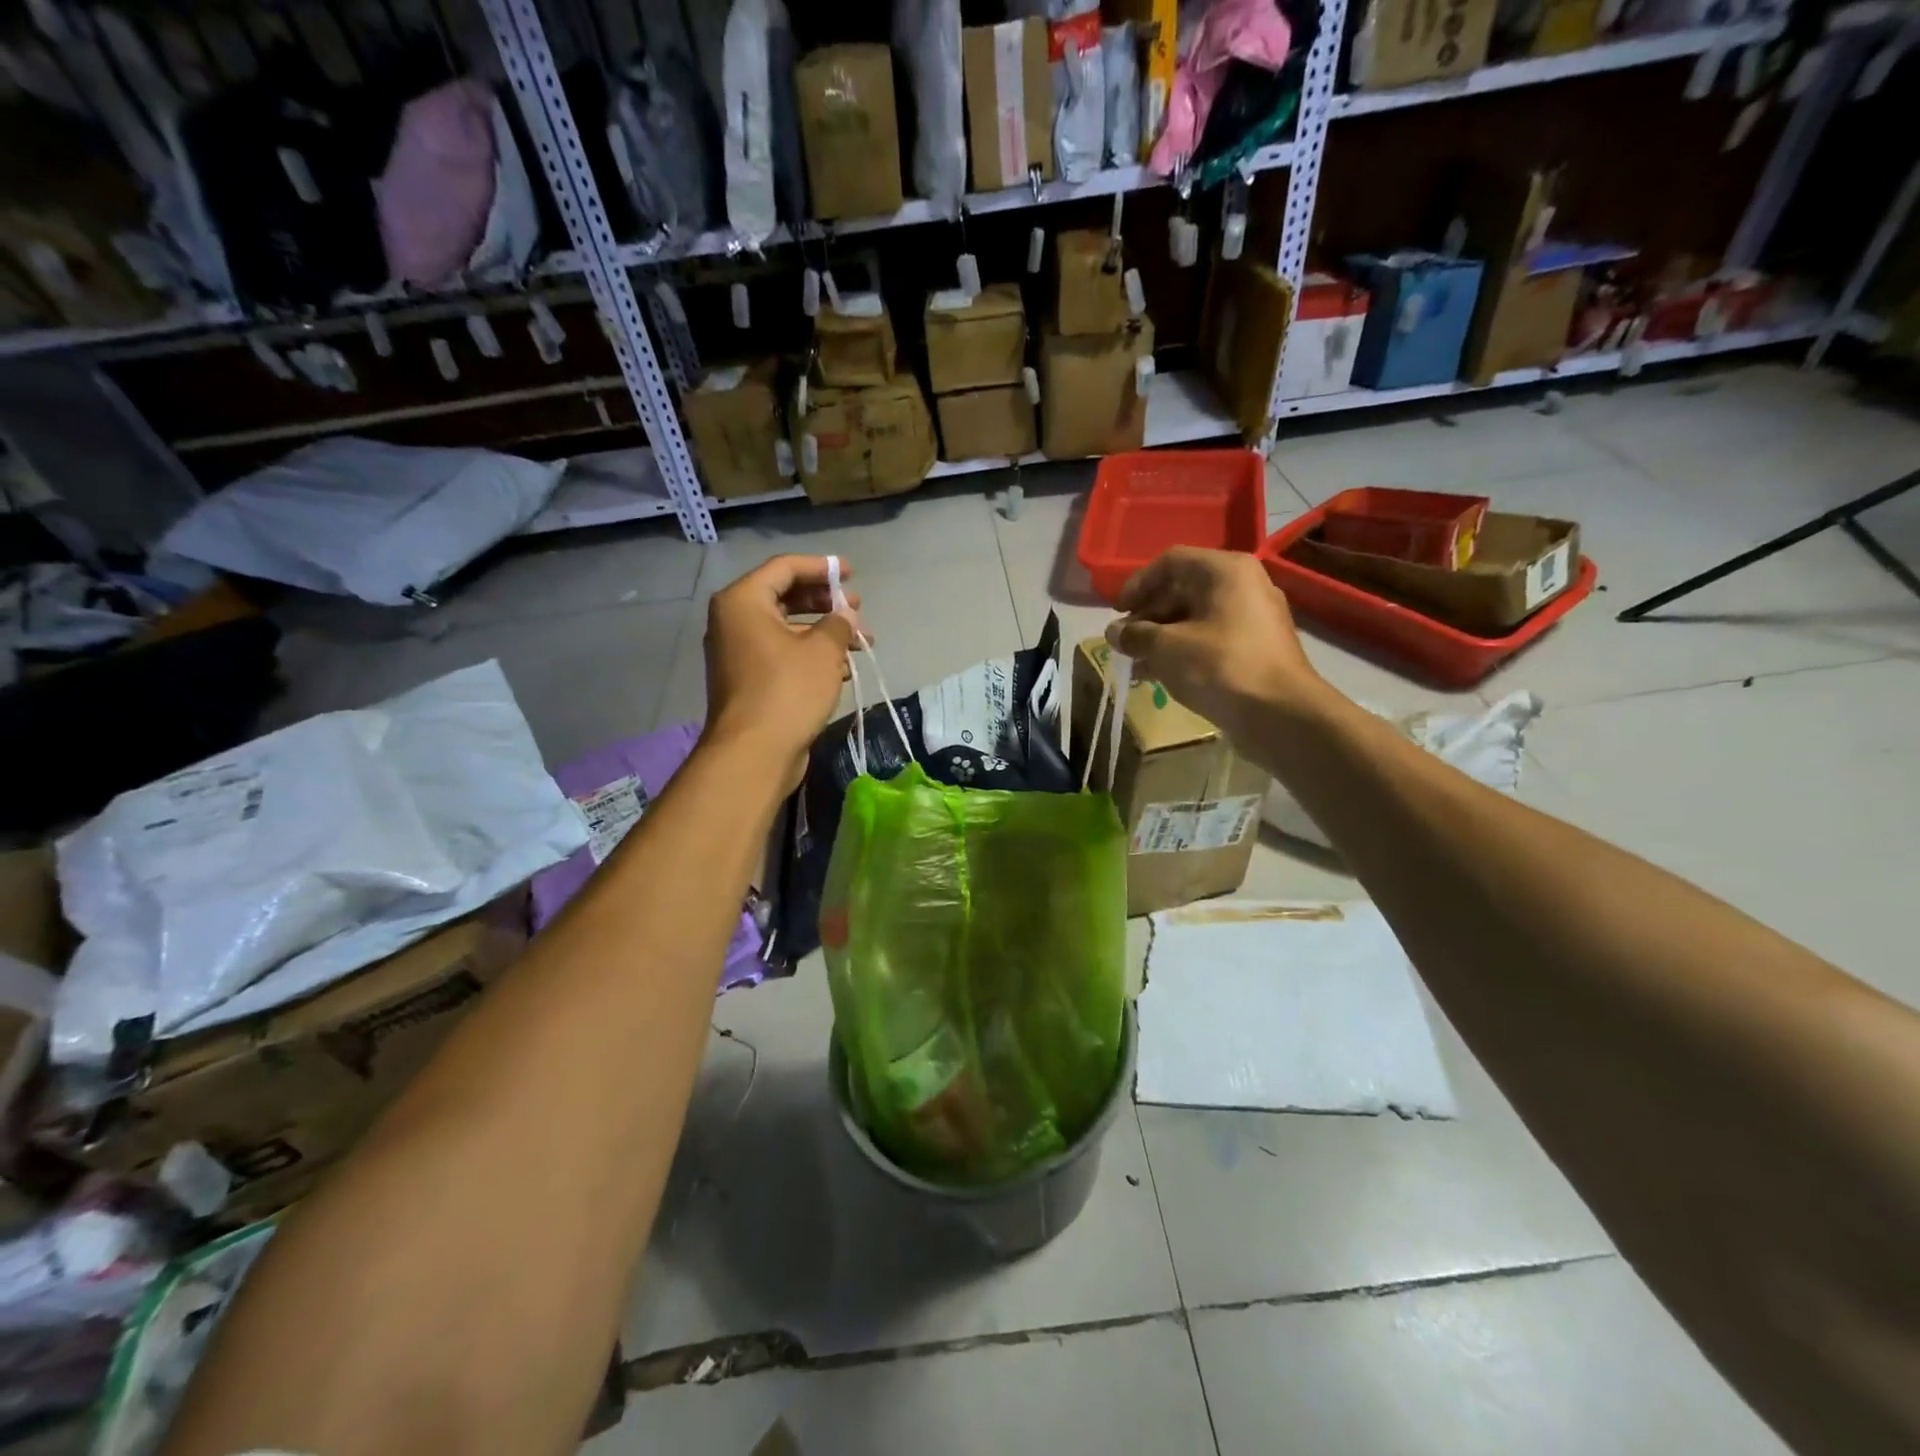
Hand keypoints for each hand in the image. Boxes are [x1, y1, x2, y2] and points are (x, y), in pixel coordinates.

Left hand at [703, 555, 858, 786]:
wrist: (754, 753)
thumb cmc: (788, 690)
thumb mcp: (823, 650)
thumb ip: (839, 623)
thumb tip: (846, 615)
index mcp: (743, 601)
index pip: (784, 568)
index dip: (821, 567)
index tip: (851, 573)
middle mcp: (733, 621)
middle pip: (784, 596)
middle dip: (825, 602)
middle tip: (857, 609)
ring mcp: (738, 653)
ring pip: (786, 629)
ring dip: (823, 631)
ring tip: (859, 641)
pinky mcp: (748, 680)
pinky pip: (781, 654)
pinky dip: (810, 655)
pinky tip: (842, 668)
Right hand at [1107, 547, 1325, 742]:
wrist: (1281, 714)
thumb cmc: (1220, 667)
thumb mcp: (1166, 648)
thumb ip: (1135, 635)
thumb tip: (1114, 632)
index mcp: (1225, 571)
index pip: (1170, 562)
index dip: (1137, 584)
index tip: (1117, 612)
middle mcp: (1244, 585)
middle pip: (1184, 589)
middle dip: (1148, 615)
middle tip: (1125, 641)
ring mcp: (1254, 617)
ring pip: (1196, 617)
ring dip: (1162, 636)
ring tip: (1136, 662)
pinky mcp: (1257, 648)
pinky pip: (1212, 639)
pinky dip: (1184, 650)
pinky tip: (1161, 674)